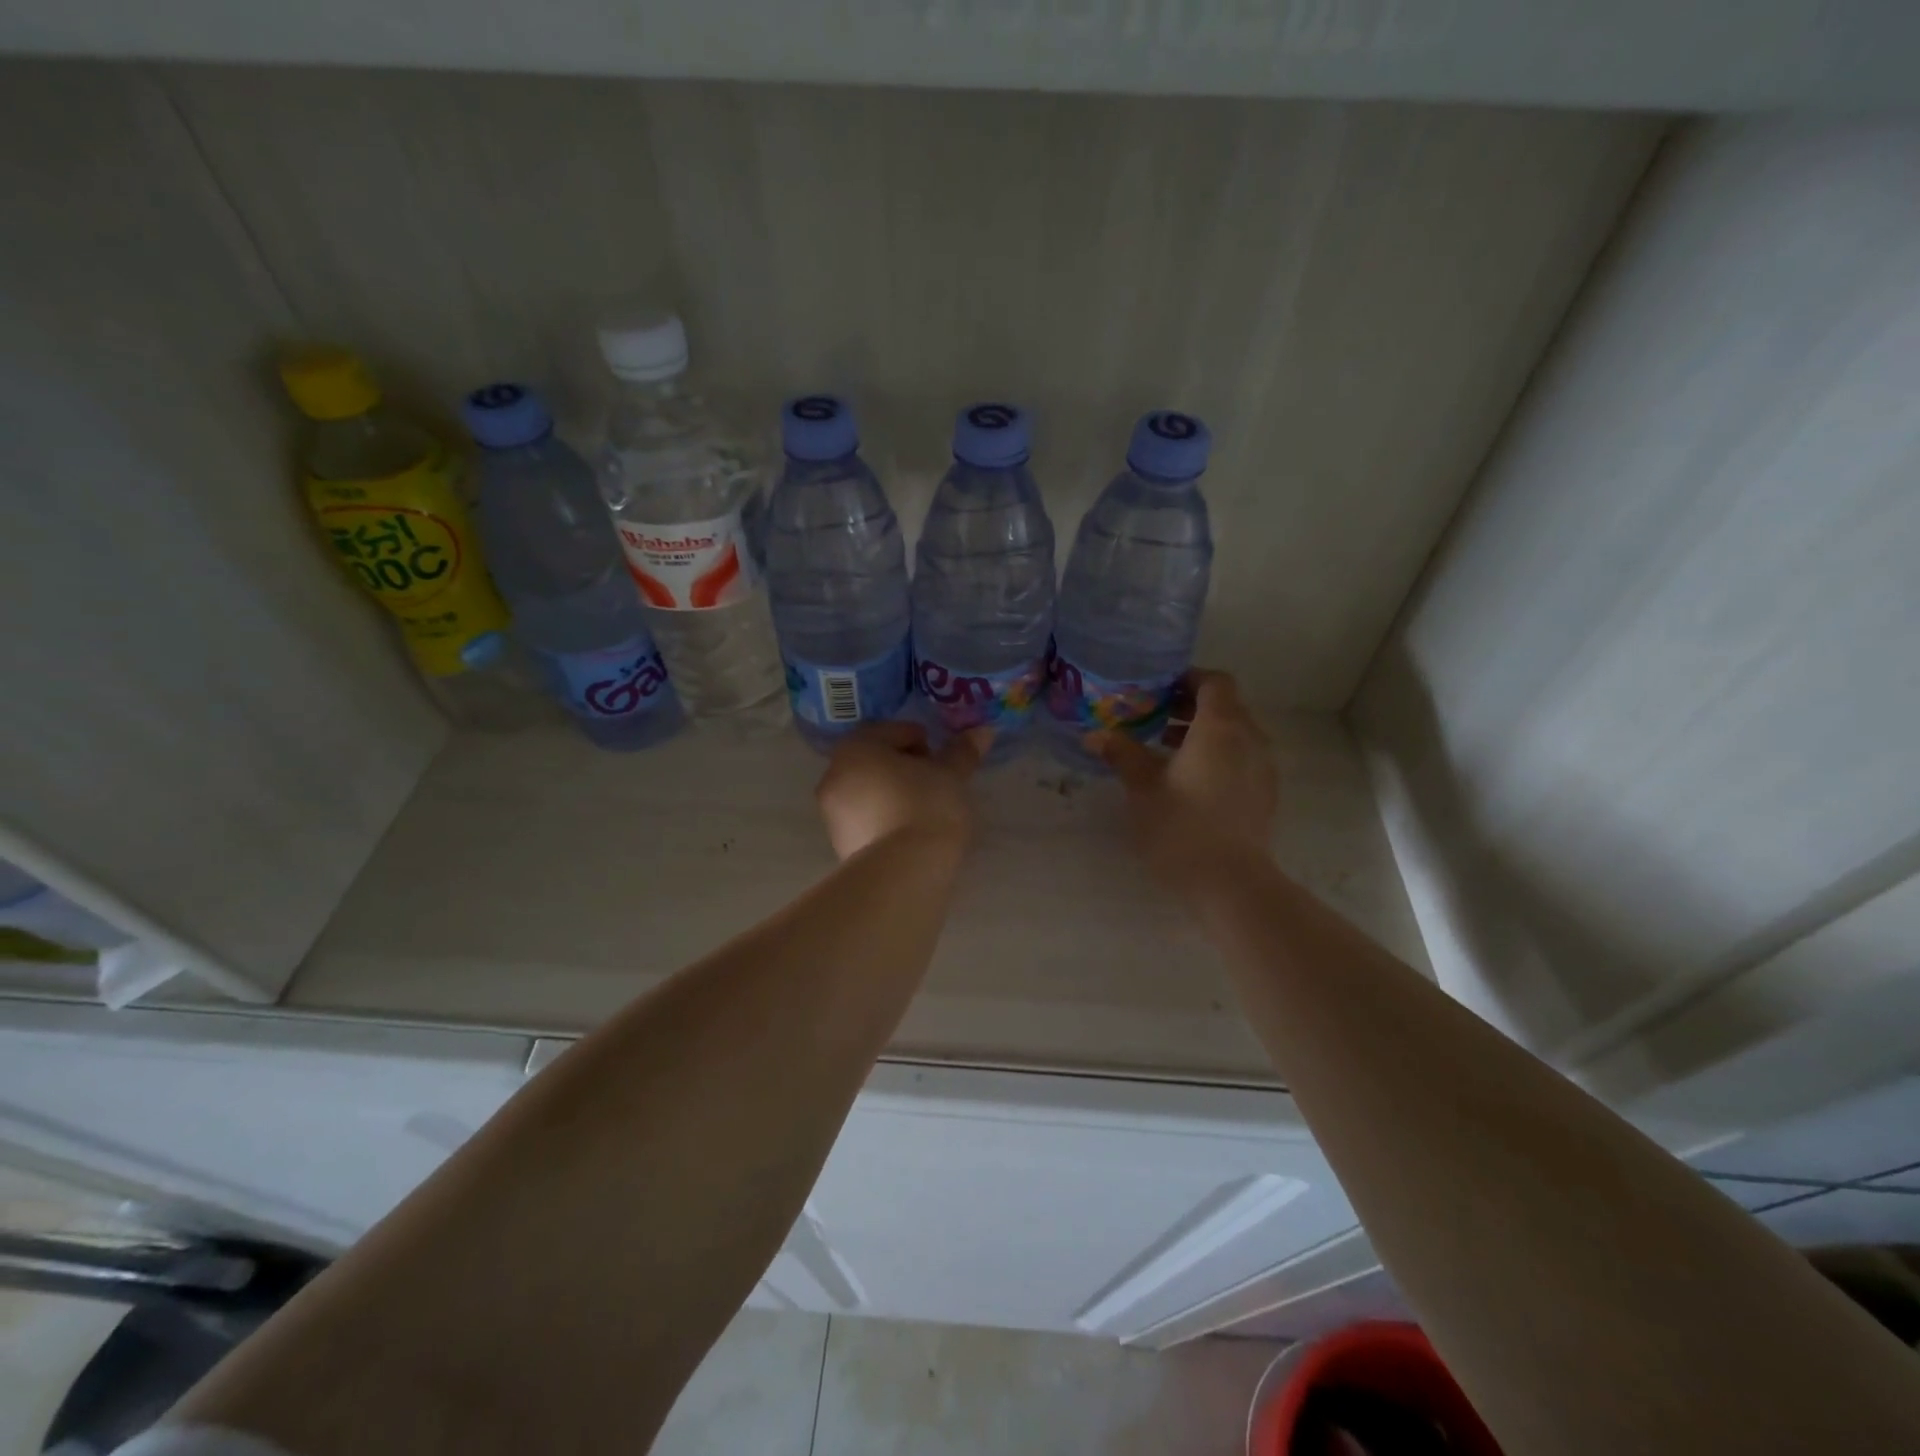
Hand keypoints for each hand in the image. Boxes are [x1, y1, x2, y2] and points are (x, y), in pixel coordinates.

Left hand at [815, 722, 991, 860]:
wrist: (904, 871)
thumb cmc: (926, 807)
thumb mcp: (952, 776)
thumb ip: (963, 751)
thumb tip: (983, 731)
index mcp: (857, 748)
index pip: (893, 731)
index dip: (923, 742)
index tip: (942, 763)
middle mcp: (834, 774)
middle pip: (876, 760)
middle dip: (905, 767)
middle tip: (935, 783)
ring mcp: (831, 812)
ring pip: (869, 790)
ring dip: (893, 793)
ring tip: (925, 810)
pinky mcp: (839, 843)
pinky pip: (865, 819)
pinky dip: (884, 818)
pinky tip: (909, 832)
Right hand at [1093, 671, 1277, 891]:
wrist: (1231, 883)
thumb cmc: (1181, 827)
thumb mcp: (1142, 788)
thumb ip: (1122, 754)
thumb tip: (1095, 734)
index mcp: (1220, 727)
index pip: (1214, 682)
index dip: (1188, 678)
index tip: (1159, 689)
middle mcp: (1249, 738)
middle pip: (1226, 706)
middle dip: (1191, 706)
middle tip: (1154, 718)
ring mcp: (1263, 767)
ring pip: (1235, 733)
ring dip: (1204, 733)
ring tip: (1167, 750)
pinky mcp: (1266, 793)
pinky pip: (1243, 758)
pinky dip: (1219, 755)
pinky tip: (1191, 781)